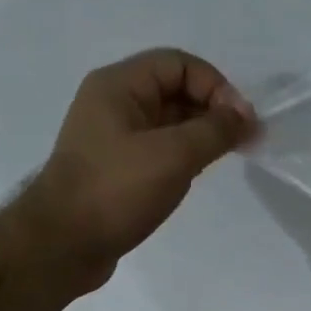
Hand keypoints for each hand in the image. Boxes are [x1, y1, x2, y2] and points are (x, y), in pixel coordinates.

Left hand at [15, 48, 256, 292]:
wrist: (63, 245)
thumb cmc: (116, 192)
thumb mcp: (173, 155)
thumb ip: (215, 131)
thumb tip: (247, 117)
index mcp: (118, 86)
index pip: (178, 64)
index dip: (215, 86)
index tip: (241, 122)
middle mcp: (113, 104)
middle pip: (174, 90)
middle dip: (211, 110)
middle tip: (242, 142)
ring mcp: (112, 139)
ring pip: (168, 123)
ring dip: (199, 135)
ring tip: (223, 159)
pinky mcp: (115, 170)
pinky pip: (157, 150)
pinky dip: (182, 156)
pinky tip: (196, 176)